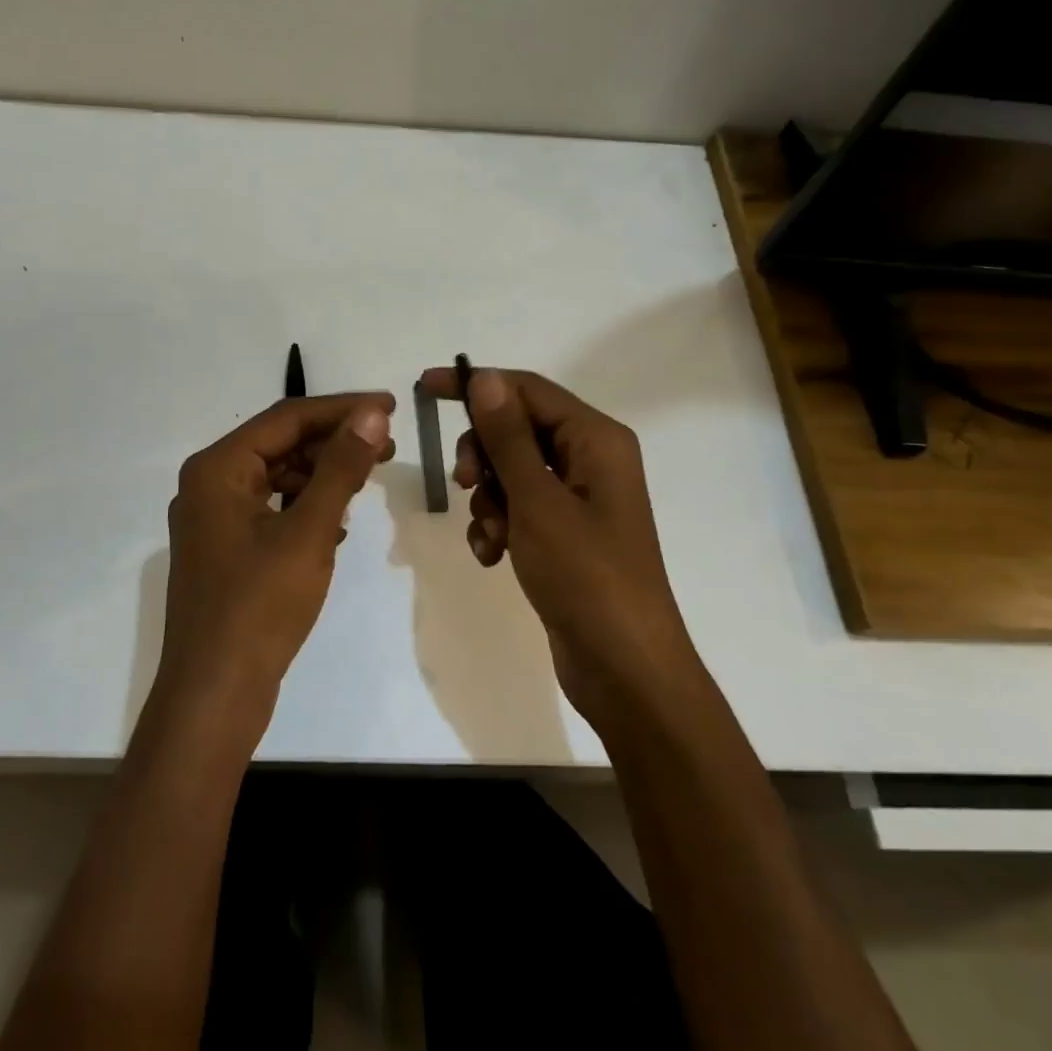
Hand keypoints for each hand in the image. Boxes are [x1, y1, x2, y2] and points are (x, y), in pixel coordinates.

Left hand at [154, 392, 395, 737]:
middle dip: (334, 440)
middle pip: (280, 443)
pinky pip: (272, 507)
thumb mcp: (308, 531)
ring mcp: (215, 518)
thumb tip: (372, 414)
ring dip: (323, 472)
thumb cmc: (259, 607)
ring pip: (278, 476)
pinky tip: (340, 518)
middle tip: (388, 442)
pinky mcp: (226, 548)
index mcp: (218, 468)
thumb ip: (341, 468)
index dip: (342, 408)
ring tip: (370, 475)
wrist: (214, 697)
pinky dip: (306, 504)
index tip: (390, 405)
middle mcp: (210, 483)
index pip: (287, 417)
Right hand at [417, 367, 698, 727]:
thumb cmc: (586, 577)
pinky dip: (498, 525)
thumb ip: (508, 437)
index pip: (527, 389)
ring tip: (490, 537)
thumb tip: (485, 378)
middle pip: (516, 429)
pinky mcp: (565, 532)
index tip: (425, 389)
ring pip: (511, 471)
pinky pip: (518, 508)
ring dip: (488, 499)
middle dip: (482, 455)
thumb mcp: (538, 502)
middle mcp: (590, 459)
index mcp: (596, 439)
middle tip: (463, 483)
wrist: (626, 672)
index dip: (476, 384)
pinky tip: (492, 556)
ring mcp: (578, 498)